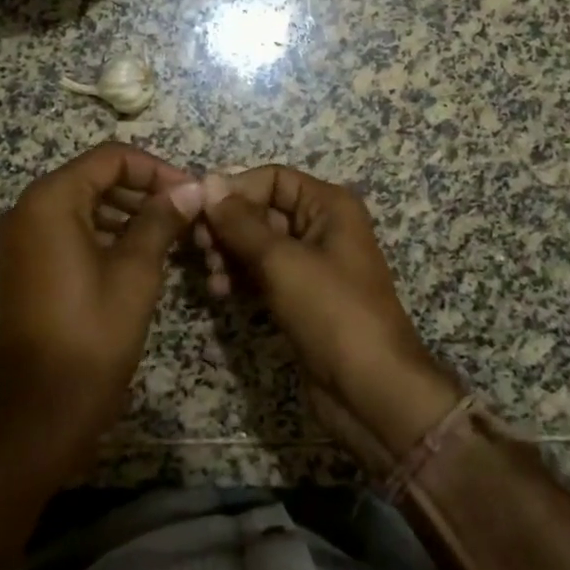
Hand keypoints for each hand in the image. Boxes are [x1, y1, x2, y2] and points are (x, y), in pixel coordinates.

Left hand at [0, 143, 204, 478]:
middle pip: (93, 178)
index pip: (110, 159)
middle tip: (185, 213)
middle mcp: (26, 210)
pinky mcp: (23, 267)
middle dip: (142, 190)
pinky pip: (67, 232)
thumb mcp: (136, 270)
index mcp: (49, 201)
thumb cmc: (93, 334)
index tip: (190, 192)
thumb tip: (191, 188)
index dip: (155, 169)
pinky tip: (139, 254)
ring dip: (125, 213)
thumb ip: (161, 219)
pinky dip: (103, 234)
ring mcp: (20, 240)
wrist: (42, 412)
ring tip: (170, 233)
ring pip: (82, 205)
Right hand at [197, 167, 464, 473]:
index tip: (197, 211)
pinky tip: (220, 292)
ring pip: (259, 243)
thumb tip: (206, 182)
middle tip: (199, 247)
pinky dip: (240, 277)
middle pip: (263, 209)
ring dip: (229, 253)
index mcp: (329, 205)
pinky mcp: (301, 297)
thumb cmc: (331, 312)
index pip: (272, 178)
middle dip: (228, 225)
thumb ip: (240, 222)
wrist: (371, 391)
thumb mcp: (282, 261)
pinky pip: (263, 273)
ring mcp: (312, 264)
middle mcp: (322, 227)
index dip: (235, 189)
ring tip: (211, 276)